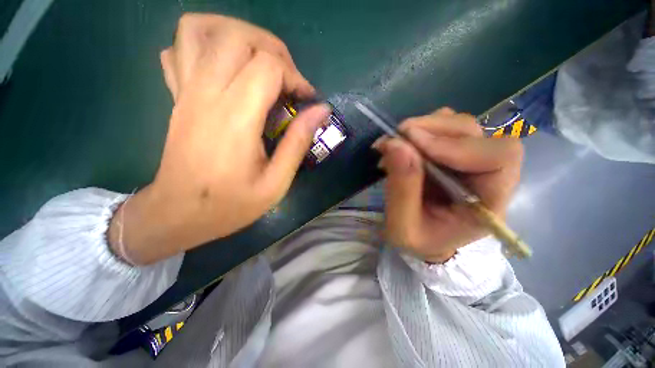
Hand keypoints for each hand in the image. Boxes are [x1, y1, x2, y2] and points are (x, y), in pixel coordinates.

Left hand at [108, 14, 329, 264]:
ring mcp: (186, 91)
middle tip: (288, 80)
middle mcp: (207, 94)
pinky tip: (225, 68)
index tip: (307, 100)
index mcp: (236, 119)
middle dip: (273, 50)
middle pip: (237, 36)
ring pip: (202, 29)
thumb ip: (298, 143)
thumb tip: (321, 111)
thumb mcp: (276, 182)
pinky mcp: (177, 96)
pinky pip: (180, 48)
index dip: (295, 77)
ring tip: (259, 62)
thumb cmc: (231, 204)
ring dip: (238, 35)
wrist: (178, 213)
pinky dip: (205, 44)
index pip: (268, 66)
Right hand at [373, 108, 522, 262]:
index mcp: (488, 202)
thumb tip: (395, 144)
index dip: (456, 145)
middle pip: (476, 133)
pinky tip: (408, 143)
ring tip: (397, 141)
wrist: (425, 239)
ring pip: (461, 125)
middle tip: (396, 136)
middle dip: (433, 129)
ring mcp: (472, 160)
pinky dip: (425, 128)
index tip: (412, 144)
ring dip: (426, 127)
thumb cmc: (419, 241)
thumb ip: (401, 189)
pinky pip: (447, 127)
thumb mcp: (403, 227)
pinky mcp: (456, 153)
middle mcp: (489, 175)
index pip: (500, 157)